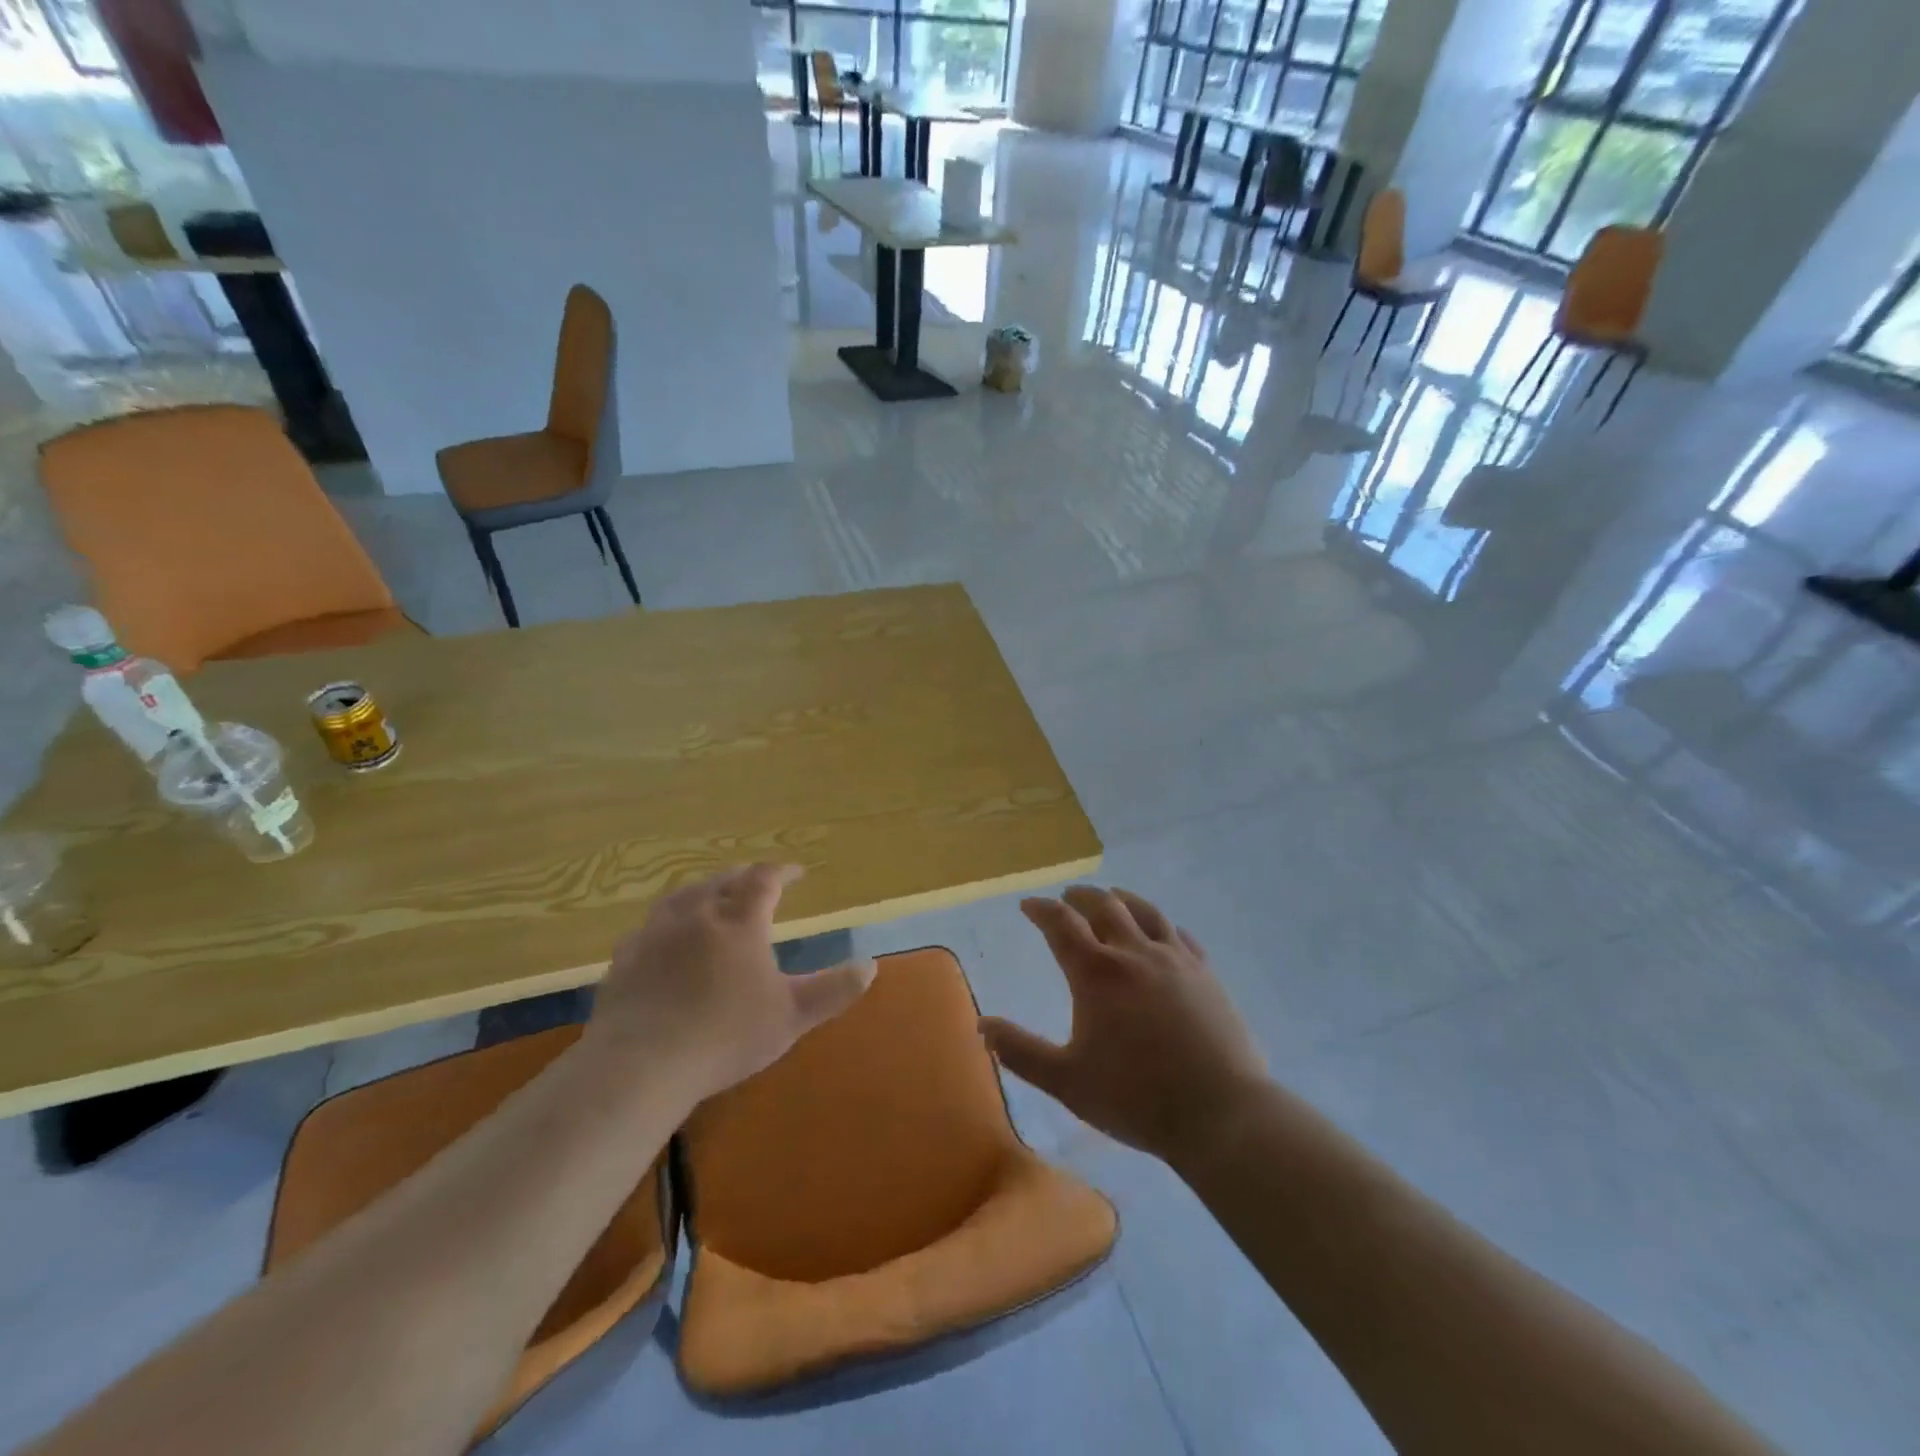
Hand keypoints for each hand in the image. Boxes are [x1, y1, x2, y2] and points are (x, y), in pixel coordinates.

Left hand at [585, 864, 874, 1104]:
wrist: (640, 1065)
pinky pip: (650, 925)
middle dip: (743, 876)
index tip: (796, 872)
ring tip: (711, 895)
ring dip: (703, 890)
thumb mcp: (791, 1017)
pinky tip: (665, 935)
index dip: (782, 871)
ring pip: (682, 896)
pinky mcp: (625, 958)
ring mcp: (656, 933)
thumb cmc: (725, 1036)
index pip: (764, 879)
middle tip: (755, 880)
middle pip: (722, 880)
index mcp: (739, 921)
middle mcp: (697, 914)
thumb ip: (833, 990)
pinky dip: (668, 920)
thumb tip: (870, 965)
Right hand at [981, 886, 1266, 1163]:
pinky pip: (1180, 935)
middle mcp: (1134, 952)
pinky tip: (1163, 932)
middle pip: (1104, 906)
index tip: (1028, 905)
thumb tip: (982, 1025)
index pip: (1061, 924)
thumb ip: (1021, 1051)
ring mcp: (1175, 959)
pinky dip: (1162, 925)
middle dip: (1080, 898)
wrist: (1221, 1113)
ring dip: (1121, 900)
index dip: (1041, 910)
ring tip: (1111, 898)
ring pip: (1145, 912)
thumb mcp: (1067, 1080)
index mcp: (1097, 972)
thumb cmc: (1136, 1098)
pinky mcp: (1206, 974)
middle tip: (1067, 897)